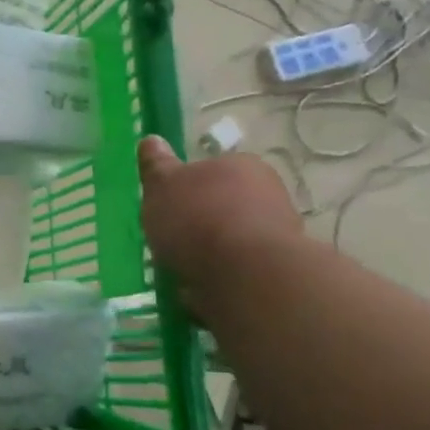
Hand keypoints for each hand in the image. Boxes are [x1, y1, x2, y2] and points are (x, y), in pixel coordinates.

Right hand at [139, 137, 304, 310]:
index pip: (211, 169)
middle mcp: (268, 193)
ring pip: (233, 239)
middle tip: (170, 240)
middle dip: (200, 222)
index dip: (185, 188)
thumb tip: (150, 139)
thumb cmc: (198, 218)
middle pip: (224, 204)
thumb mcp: (162, 186)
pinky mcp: (279, 271)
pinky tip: (200, 291)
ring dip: (211, 253)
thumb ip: (156, 166)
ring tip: (182, 271)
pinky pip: (240, 271)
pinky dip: (221, 278)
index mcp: (241, 165)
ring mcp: (279, 234)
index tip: (166, 207)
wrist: (246, 275)